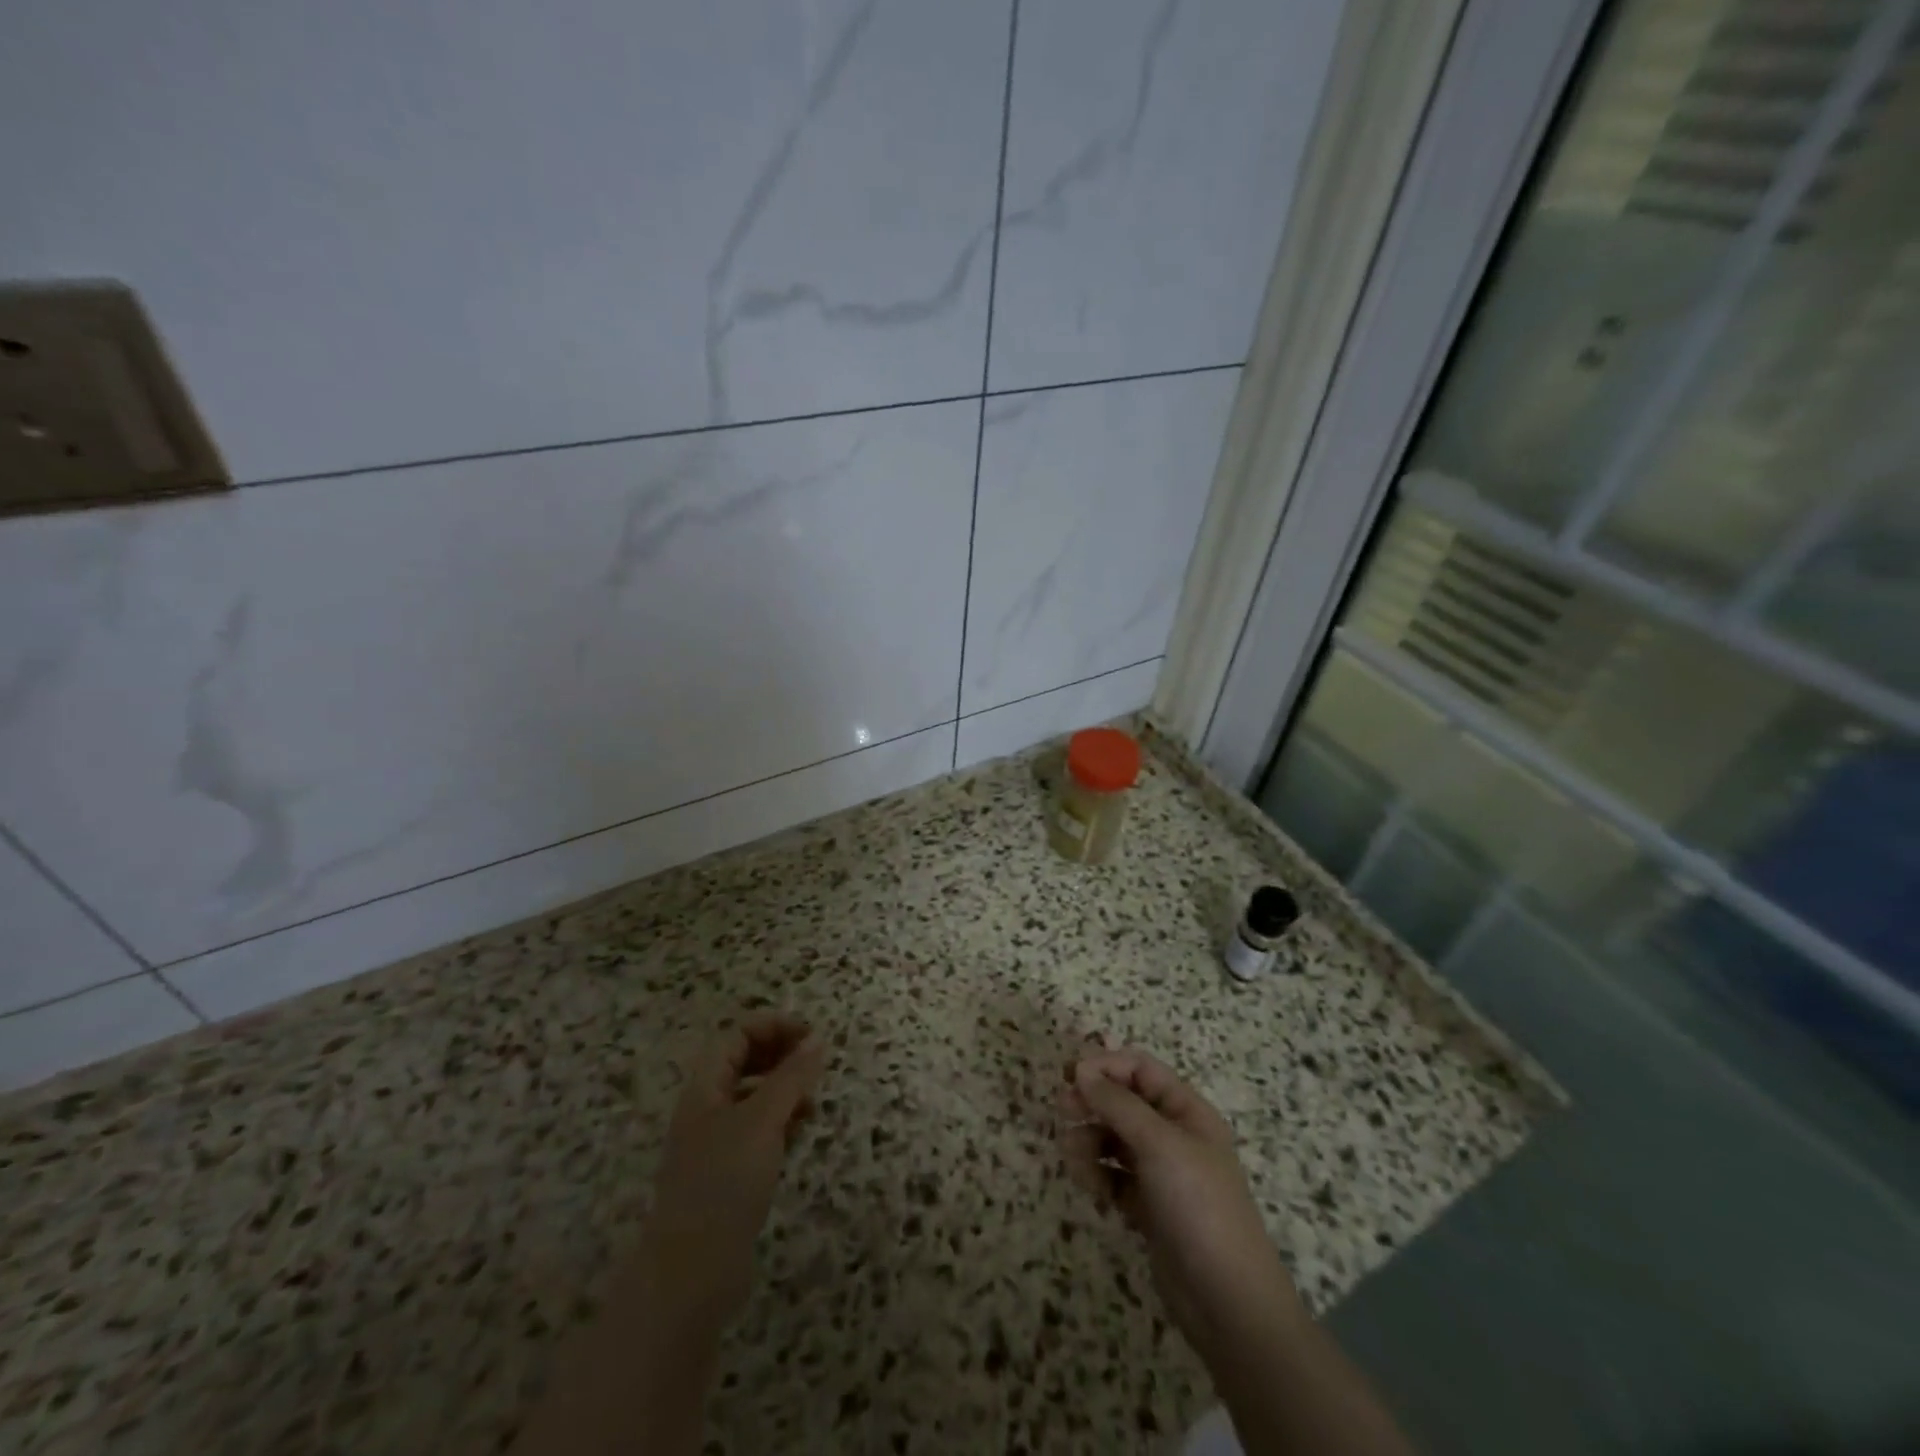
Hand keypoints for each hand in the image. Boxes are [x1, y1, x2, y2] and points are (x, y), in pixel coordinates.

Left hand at [639, 1012, 827, 1328]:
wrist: (691, 1275)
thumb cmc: (724, 1183)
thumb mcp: (763, 1120)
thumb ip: (792, 1077)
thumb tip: (818, 1039)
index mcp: (705, 1088)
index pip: (738, 1035)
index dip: (773, 1027)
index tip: (811, 1037)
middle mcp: (707, 1109)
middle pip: (744, 1062)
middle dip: (781, 1056)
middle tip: (816, 1065)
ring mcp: (716, 1143)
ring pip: (754, 1097)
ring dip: (784, 1090)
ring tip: (812, 1103)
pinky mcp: (729, 1175)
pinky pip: (759, 1131)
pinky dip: (781, 1123)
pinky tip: (799, 1134)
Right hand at [1061, 1048, 1304, 1361]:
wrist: (1228, 1301)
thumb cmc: (1199, 1205)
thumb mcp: (1159, 1144)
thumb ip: (1118, 1104)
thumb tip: (1082, 1070)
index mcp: (1187, 1111)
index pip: (1141, 1070)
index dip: (1106, 1066)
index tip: (1071, 1077)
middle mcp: (1174, 1136)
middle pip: (1124, 1102)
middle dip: (1093, 1102)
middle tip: (1062, 1111)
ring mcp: (1161, 1173)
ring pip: (1114, 1139)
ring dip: (1090, 1140)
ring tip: (1073, 1157)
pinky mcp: (1148, 1207)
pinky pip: (1114, 1176)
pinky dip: (1098, 1175)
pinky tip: (1090, 1186)